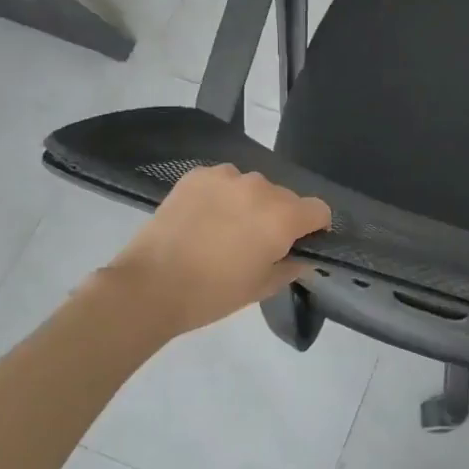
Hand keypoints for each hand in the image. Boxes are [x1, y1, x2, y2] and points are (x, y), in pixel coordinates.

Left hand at [107, 165, 331, 338]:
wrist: (149, 286)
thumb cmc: (213, 294)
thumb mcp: (262, 287)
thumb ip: (292, 265)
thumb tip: (302, 255)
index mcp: (282, 217)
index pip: (319, 210)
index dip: (314, 228)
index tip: (298, 245)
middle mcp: (260, 188)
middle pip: (286, 197)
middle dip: (279, 217)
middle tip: (256, 244)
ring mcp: (227, 177)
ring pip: (254, 187)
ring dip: (250, 204)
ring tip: (225, 230)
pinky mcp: (197, 175)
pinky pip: (224, 180)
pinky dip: (222, 195)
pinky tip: (203, 218)